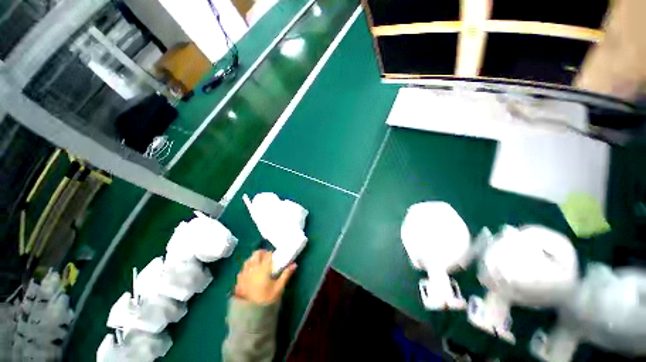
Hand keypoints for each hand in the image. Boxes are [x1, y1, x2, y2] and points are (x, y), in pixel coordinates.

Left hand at [234, 250, 295, 304]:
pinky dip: (247, 267)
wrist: (250, 314)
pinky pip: (243, 268)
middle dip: (262, 253)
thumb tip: (295, 264)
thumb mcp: (279, 287)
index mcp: (263, 267)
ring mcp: (244, 273)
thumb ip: (286, 274)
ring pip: (248, 259)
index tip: (274, 257)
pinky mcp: (238, 280)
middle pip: (256, 253)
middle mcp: (253, 267)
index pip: (267, 254)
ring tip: (259, 265)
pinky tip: (250, 273)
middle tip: (267, 258)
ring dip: (254, 259)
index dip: (271, 253)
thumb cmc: (267, 299)